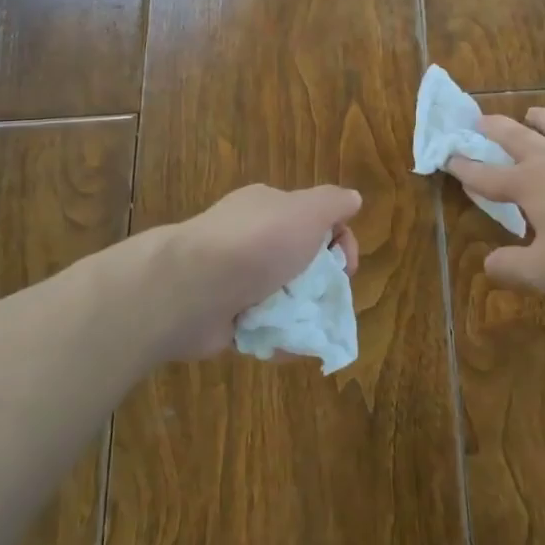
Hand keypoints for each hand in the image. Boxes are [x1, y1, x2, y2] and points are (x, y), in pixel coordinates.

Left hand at [157, 184, 361, 360]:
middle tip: (328, 300)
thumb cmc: (257, 244)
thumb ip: (333, 203)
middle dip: (322, 283)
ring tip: (309, 327)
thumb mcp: (306, 211)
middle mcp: (251, 239)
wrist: (191, 290)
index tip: (348, 266)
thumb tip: (353, 198)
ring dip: (302, 315)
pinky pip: (264, 329)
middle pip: (302, 261)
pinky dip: (279, 340)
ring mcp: (236, 279)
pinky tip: (287, 345)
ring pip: (284, 298)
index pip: (315, 220)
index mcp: (268, 208)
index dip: (340, 242)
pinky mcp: (226, 317)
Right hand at [448, 108, 544, 296]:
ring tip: (531, 113)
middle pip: (514, 137)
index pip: (485, 176)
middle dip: (492, 129)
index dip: (463, 167)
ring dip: (538, 118)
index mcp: (527, 185)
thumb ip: (511, 269)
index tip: (446, 155)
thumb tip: (488, 264)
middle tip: (478, 119)